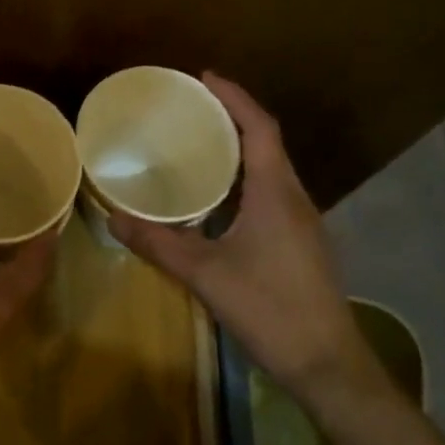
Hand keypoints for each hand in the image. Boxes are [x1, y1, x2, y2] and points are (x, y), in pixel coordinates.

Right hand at [110, 73, 367, 402]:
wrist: (329, 367)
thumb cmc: (270, 309)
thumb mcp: (205, 275)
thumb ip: (158, 244)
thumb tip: (114, 219)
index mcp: (276, 192)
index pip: (260, 127)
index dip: (234, 97)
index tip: (204, 77)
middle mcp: (294, 198)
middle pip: (267, 141)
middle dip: (233, 116)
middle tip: (193, 107)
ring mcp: (303, 222)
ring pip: (272, 168)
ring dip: (241, 147)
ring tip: (201, 142)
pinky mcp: (302, 243)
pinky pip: (273, 191)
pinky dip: (247, 176)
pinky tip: (221, 196)